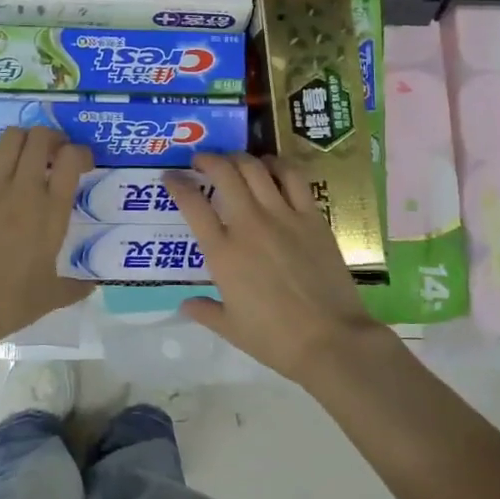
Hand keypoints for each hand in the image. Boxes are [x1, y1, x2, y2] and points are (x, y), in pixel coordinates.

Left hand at [0, 126, 93, 340]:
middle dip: (51, 138)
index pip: (72, 159)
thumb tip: (92, 287)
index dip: (80, 152)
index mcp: (52, 211)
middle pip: (41, 138)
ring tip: (22, 155)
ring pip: (10, 139)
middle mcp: (24, 189)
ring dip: (21, 140)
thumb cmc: (10, 302)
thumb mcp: (50, 296)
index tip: (80, 164)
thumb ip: (74, 288)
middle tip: (52, 153)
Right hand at [166, 153, 389, 381]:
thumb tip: (186, 304)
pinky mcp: (312, 217)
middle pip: (224, 173)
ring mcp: (282, 216)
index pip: (191, 204)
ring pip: (255, 168)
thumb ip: (205, 311)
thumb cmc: (274, 339)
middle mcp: (248, 225)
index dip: (176, 184)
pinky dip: (278, 164)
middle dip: (208, 159)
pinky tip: (272, 166)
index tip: (170, 177)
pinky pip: (293, 177)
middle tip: (202, 161)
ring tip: (234, 162)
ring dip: (240, 158)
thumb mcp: (230, 328)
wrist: (329, 340)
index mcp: (222, 252)